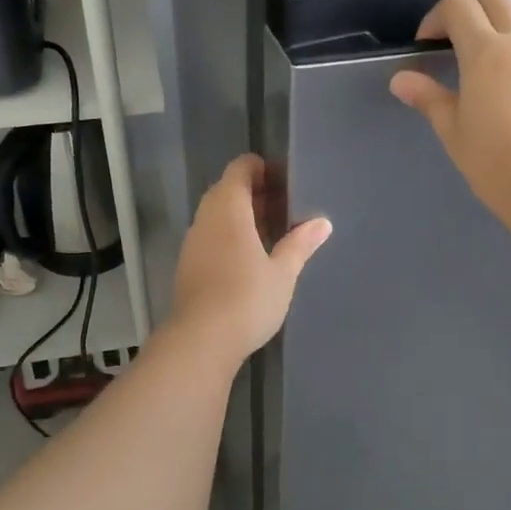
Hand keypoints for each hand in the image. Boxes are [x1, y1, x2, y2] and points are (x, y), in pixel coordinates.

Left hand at [169, 153, 331, 362]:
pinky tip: (251, 257)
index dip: (262, 169)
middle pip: (228, 190)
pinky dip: (230, 235)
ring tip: (273, 232)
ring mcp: (193, 242)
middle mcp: (206, 218)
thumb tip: (322, 222)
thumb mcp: (283, 272)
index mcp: (229, 208)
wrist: (201, 340)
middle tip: (286, 208)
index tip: (286, 182)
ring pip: (218, 214)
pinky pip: (211, 236)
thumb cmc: (247, 298)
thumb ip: (300, 243)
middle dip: (255, 193)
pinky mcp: (188, 265)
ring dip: (242, 216)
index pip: (240, 169)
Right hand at [389, 0, 510, 242]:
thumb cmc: (494, 162)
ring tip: (491, 42)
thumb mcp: (452, 131)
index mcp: (485, 51)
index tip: (426, 46)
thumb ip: (428, 98)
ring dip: (505, 9)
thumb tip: (400, 79)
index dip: (435, 18)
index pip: (458, 5)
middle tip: (453, 40)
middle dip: (467, 6)